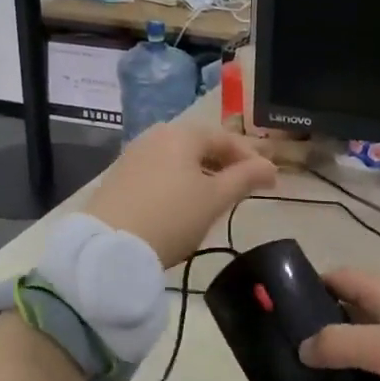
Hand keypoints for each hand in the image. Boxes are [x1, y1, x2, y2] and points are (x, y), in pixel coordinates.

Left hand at [86, 124, 276, 266]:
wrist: (109, 247)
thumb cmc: (171, 217)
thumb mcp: (215, 199)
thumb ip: (245, 178)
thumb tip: (270, 167)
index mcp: (182, 134)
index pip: (226, 138)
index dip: (251, 158)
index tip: (269, 181)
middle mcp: (156, 136)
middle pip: (200, 145)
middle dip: (225, 164)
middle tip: (244, 187)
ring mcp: (134, 155)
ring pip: (178, 159)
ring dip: (202, 174)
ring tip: (216, 198)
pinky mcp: (119, 177)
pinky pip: (159, 172)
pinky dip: (178, 182)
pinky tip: (183, 204)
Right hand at [299, 271, 379, 380]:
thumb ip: (337, 344)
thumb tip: (302, 348)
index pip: (341, 277)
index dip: (313, 285)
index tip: (285, 307)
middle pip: (352, 306)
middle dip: (324, 321)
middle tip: (294, 345)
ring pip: (367, 337)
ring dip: (345, 350)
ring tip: (314, 371)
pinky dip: (367, 372)